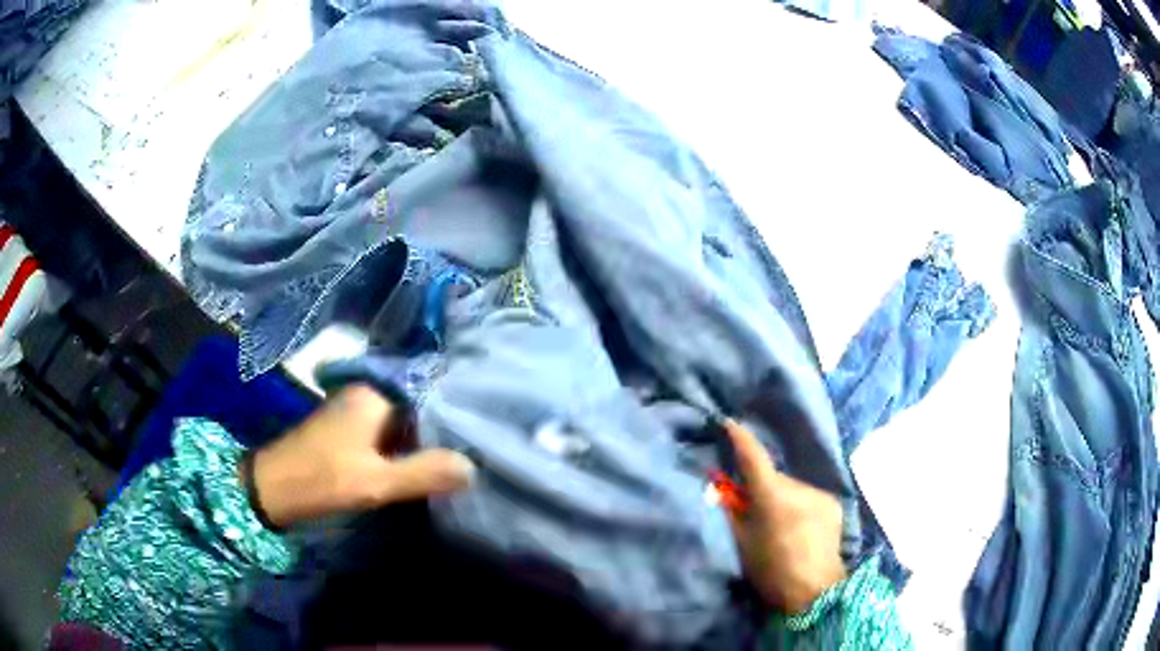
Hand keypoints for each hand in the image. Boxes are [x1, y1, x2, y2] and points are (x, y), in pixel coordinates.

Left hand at [251, 385, 474, 527]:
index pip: (429, 390)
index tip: (482, 423)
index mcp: (375, 395)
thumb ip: (423, 473)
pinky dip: (407, 445)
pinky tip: (425, 462)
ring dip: (425, 438)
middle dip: (443, 425)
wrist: (271, 488)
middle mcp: (367, 394)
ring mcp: (356, 411)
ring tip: (460, 453)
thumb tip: (472, 467)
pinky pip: (389, 432)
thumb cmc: (322, 479)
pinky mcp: (350, 430)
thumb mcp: (376, 482)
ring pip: (404, 420)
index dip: (455, 407)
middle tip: (478, 444)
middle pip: (418, 405)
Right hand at [724, 420, 846, 613]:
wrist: (815, 591)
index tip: (729, 423)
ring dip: (783, 498)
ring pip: (792, 488)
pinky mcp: (833, 503)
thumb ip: (733, 512)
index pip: (753, 458)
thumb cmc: (771, 571)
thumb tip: (724, 490)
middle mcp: (799, 487)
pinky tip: (800, 528)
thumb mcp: (742, 544)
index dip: (740, 439)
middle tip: (752, 508)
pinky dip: (799, 506)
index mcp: (772, 497)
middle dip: (763, 487)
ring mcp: (819, 494)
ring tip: (779, 525)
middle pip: (774, 477)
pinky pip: (808, 497)